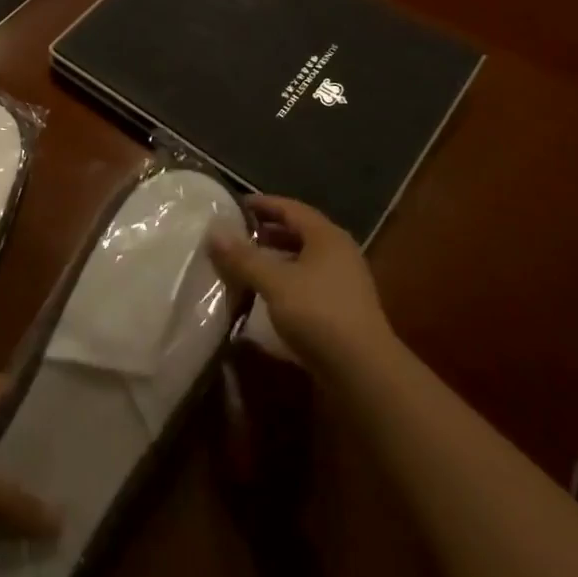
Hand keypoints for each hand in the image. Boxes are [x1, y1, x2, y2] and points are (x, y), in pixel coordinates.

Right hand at [207, 196, 397, 383]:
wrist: (364, 372)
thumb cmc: (318, 314)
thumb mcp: (274, 282)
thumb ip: (243, 257)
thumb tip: (213, 231)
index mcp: (326, 237)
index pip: (291, 208)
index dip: (263, 204)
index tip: (235, 205)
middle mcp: (339, 253)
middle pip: (299, 232)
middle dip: (268, 232)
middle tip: (237, 234)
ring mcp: (344, 282)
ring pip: (303, 259)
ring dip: (276, 258)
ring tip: (246, 263)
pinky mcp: (342, 309)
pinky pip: (308, 282)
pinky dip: (285, 280)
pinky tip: (267, 293)